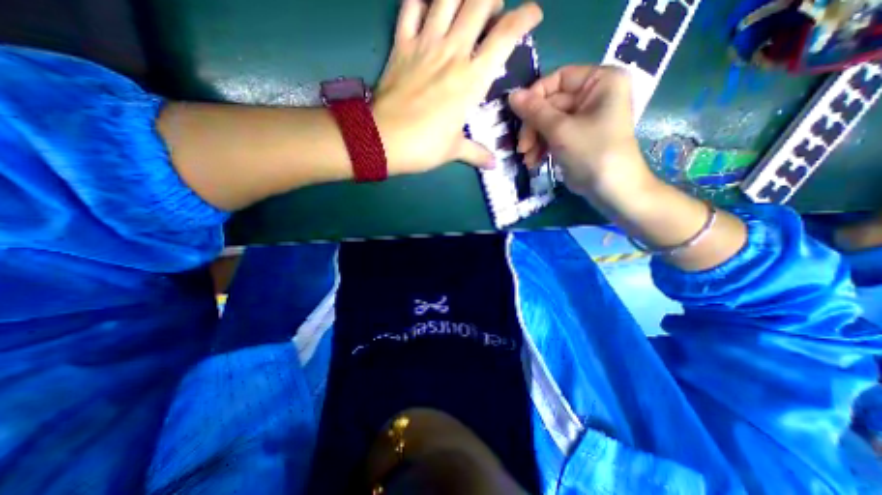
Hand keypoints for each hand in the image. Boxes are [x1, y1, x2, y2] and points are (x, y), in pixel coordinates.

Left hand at [373, 0, 540, 176]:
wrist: (383, 140)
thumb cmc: (424, 147)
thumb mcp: (454, 150)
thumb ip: (476, 153)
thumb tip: (493, 164)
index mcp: (472, 80)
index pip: (505, 36)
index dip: (525, 17)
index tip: (533, 14)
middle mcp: (452, 53)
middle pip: (480, 2)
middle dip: (493, 0)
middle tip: (494, 14)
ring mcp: (425, 44)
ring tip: (467, 3)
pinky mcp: (401, 45)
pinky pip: (411, 5)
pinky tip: (429, 4)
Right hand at [507, 65, 648, 197]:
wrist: (611, 189)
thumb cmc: (591, 152)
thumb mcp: (560, 130)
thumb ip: (534, 111)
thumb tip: (511, 95)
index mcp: (600, 81)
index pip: (559, 78)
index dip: (535, 96)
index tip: (518, 116)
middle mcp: (593, 96)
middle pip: (550, 104)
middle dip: (533, 127)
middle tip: (522, 147)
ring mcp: (584, 119)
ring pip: (548, 122)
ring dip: (534, 141)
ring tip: (527, 159)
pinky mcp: (576, 138)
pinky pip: (553, 136)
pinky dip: (541, 148)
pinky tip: (533, 162)